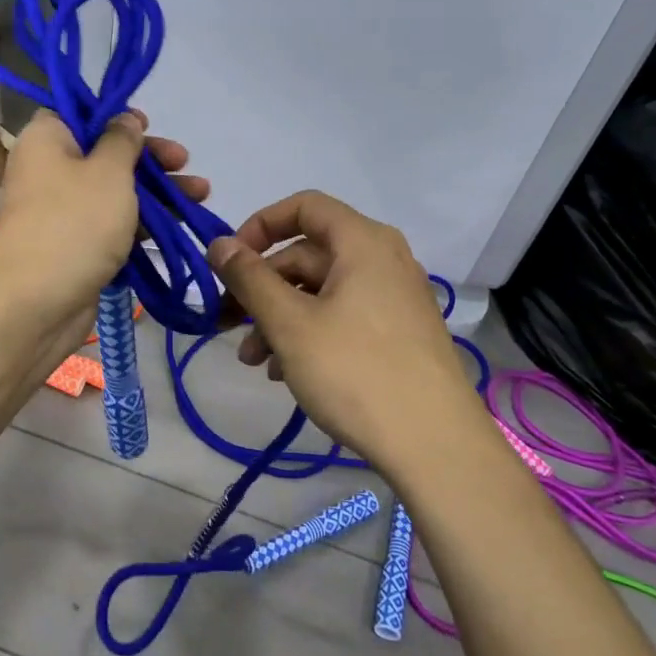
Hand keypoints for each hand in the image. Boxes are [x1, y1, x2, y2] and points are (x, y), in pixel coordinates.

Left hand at [0, 110, 207, 322]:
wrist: (35, 303)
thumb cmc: (74, 221)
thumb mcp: (108, 170)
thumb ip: (123, 140)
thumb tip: (125, 118)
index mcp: (46, 140)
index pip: (78, 115)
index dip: (114, 117)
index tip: (148, 125)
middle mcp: (49, 171)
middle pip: (103, 155)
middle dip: (149, 160)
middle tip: (185, 162)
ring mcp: (61, 213)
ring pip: (114, 193)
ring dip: (155, 193)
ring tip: (201, 196)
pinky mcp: (75, 248)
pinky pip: (112, 227)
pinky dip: (141, 225)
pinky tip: (178, 227)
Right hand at [207, 191, 475, 473]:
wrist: (437, 448)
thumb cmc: (356, 372)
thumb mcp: (290, 324)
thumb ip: (249, 278)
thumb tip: (218, 244)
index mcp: (363, 242)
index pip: (304, 207)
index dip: (260, 226)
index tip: (230, 261)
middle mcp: (383, 259)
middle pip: (308, 255)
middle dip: (261, 287)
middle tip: (227, 323)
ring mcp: (395, 298)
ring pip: (322, 291)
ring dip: (279, 317)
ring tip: (253, 361)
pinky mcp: (400, 334)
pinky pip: (343, 316)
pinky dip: (309, 333)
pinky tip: (285, 372)